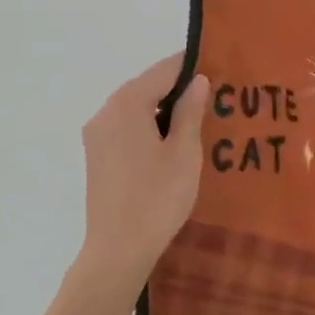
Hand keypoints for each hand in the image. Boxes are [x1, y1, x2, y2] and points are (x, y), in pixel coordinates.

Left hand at [79, 55, 210, 286]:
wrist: (118, 249)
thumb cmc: (157, 198)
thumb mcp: (184, 152)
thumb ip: (190, 111)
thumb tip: (197, 80)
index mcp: (127, 104)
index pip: (163, 70)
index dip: (190, 65)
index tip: (218, 64)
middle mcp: (105, 112)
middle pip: (146, 87)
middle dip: (177, 88)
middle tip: (214, 95)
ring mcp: (97, 135)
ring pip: (135, 108)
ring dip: (163, 109)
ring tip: (198, 119)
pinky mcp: (97, 156)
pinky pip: (126, 128)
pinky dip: (149, 126)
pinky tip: (171, 143)